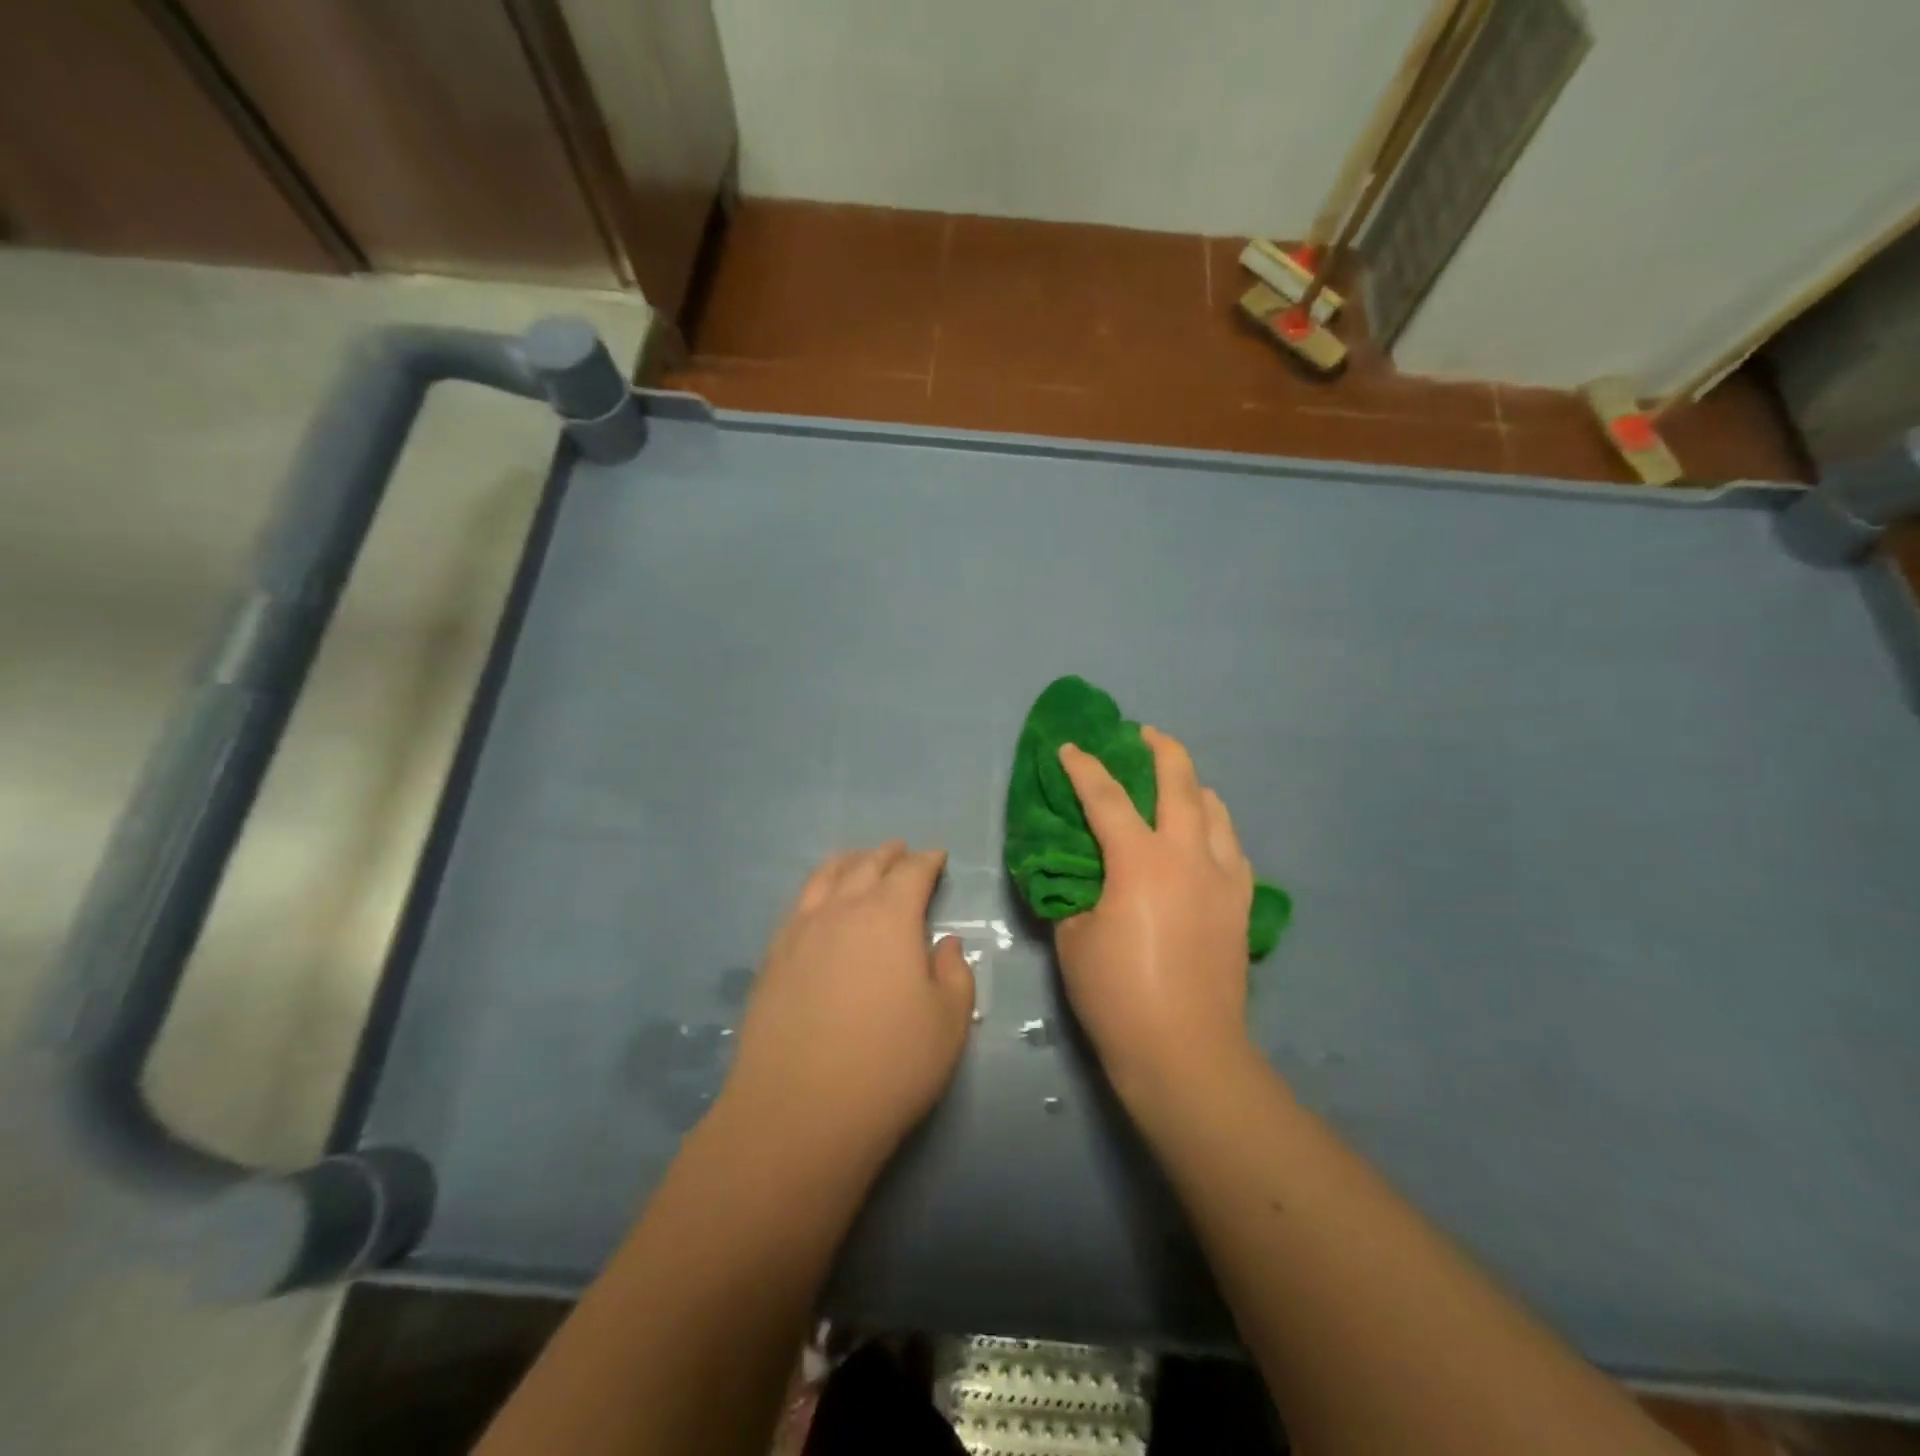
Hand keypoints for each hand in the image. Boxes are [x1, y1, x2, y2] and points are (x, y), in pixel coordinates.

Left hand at [723, 842, 974, 1166]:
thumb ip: (955, 974)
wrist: (799, 1112)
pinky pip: (797, 905)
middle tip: (901, 850)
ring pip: (825, 878)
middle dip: (888, 855)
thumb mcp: (948, 1023)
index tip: (937, 856)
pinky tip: (817, 903)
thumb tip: (944, 943)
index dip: (928, 860)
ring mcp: (800, 932)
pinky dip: (815, 890)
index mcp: (889, 917)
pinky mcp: (771, 959)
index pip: (912, 873)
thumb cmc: (890, 1065)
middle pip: (866, 866)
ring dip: (847, 863)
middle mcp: (842, 911)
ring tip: (857, 860)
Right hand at [1055, 728, 1255, 1106]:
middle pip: (1180, 784)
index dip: (1084, 767)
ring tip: (1176, 784)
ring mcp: (1223, 879)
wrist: (1185, 1053)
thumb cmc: (1118, 996)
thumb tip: (1078, 876)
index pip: (1106, 797)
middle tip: (1143, 734)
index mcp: (1140, 862)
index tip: (1070, 747)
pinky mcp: (1241, 905)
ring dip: (1193, 786)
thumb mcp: (1073, 939)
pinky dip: (1215, 829)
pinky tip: (1204, 839)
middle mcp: (1189, 856)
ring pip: (1216, 810)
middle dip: (1160, 749)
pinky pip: (1232, 847)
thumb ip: (1073, 894)